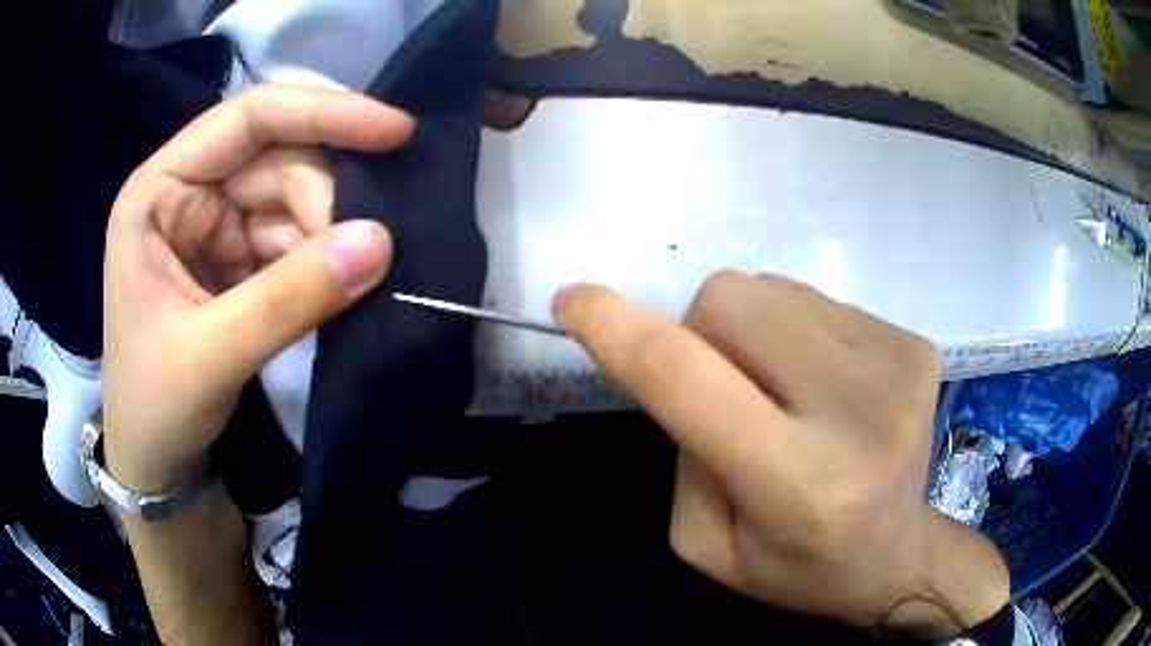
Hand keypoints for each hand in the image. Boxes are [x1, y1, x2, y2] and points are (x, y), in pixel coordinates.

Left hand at [103, 85, 412, 492]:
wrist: (156, 462)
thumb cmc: (154, 407)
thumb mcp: (209, 357)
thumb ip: (287, 300)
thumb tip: (379, 243)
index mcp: (159, 191)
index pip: (248, 119)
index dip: (321, 113)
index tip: (394, 130)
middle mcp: (189, 193)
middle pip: (278, 160)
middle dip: (325, 202)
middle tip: (364, 256)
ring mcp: (215, 225)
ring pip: (294, 200)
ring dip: (328, 236)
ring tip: (349, 283)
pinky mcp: (238, 259)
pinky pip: (295, 239)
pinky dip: (322, 261)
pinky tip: (337, 288)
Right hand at [553, 272, 1009, 637]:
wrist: (896, 555)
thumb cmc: (797, 567)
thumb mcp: (707, 544)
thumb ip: (682, 452)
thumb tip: (683, 360)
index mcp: (797, 485)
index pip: (688, 380)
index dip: (618, 330)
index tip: (571, 301)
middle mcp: (857, 412)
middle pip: (729, 302)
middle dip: (699, 334)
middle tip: (728, 393)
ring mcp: (896, 365)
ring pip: (771, 290)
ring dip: (754, 335)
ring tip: (785, 394)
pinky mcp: (915, 343)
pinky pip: (816, 301)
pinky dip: (799, 335)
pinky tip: (826, 388)